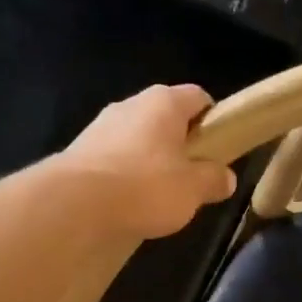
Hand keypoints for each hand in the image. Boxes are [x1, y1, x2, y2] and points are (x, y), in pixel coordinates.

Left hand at [58, 84, 236, 239]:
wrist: (75, 204)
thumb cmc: (145, 187)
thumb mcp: (193, 189)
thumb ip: (213, 180)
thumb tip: (226, 177)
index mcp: (164, 102)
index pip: (198, 98)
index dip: (212, 121)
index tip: (217, 149)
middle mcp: (131, 104)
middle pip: (165, 118)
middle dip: (179, 144)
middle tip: (190, 178)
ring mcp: (101, 125)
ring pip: (137, 138)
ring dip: (149, 160)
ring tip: (156, 196)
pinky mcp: (80, 150)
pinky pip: (113, 157)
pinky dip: (123, 174)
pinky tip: (126, 201)